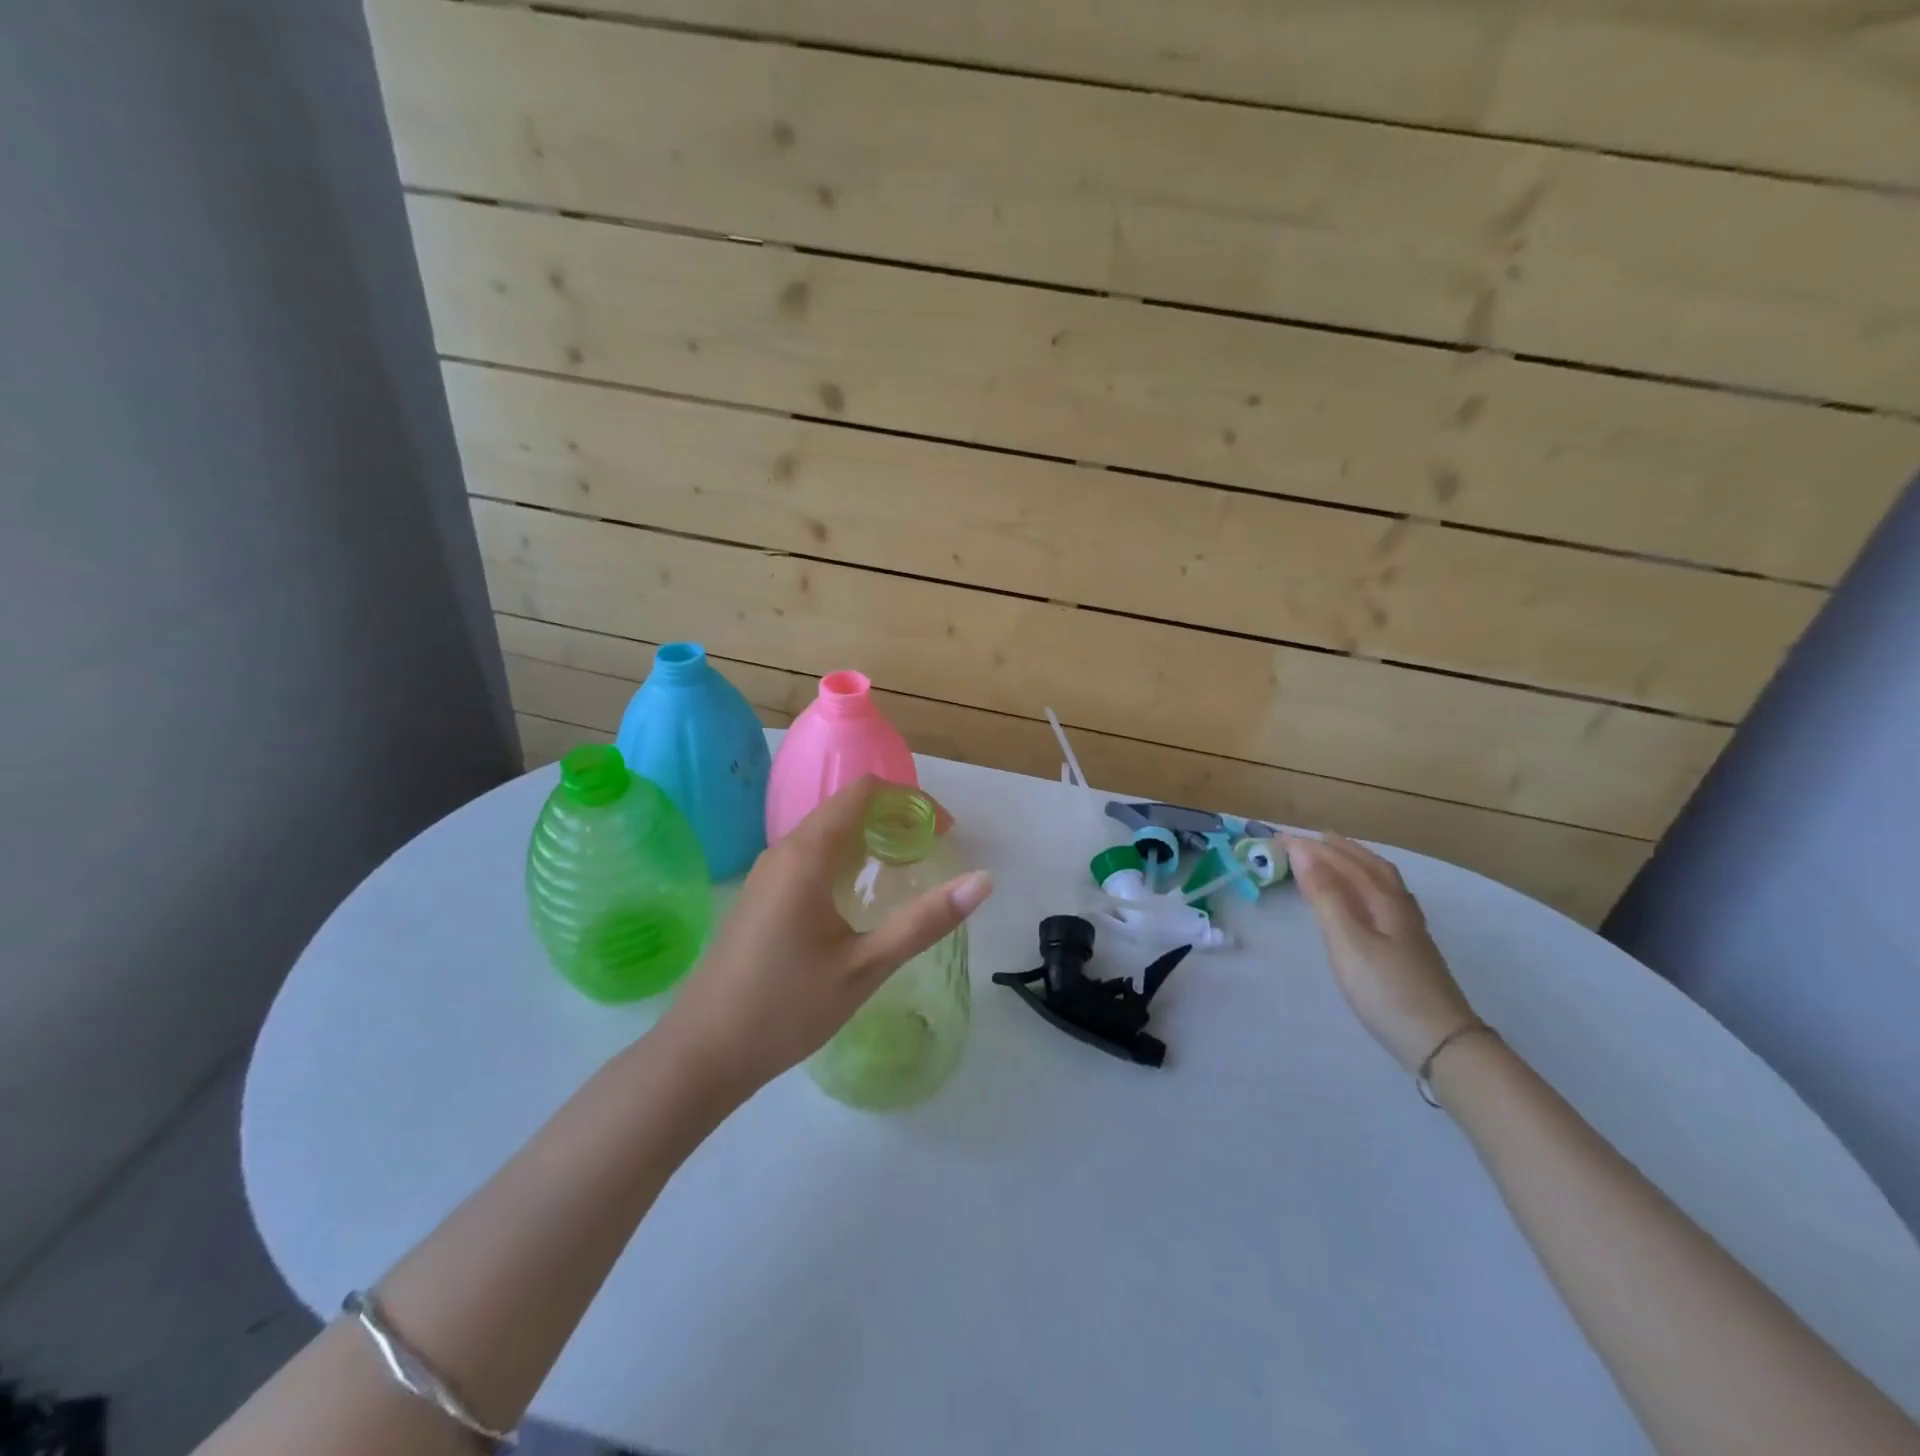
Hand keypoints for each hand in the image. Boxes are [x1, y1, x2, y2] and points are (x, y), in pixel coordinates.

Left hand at [655, 776, 993, 1096]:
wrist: (702, 1052)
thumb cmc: (786, 1008)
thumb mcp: (865, 967)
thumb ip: (924, 921)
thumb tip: (982, 881)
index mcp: (807, 855)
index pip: (864, 792)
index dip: (909, 800)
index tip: (944, 831)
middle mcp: (784, 851)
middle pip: (847, 807)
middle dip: (895, 819)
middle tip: (934, 853)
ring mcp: (768, 873)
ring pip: (828, 832)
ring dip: (871, 839)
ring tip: (907, 872)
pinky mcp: (761, 895)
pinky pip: (811, 855)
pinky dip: (847, 858)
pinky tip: (862, 898)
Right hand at [1284, 833, 1475, 1072]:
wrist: (1440, 1043)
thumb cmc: (1385, 989)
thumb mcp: (1347, 940)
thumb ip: (1324, 895)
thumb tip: (1302, 851)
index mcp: (1384, 901)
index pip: (1345, 862)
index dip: (1313, 848)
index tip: (1280, 838)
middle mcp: (1400, 907)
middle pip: (1370, 867)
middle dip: (1338, 849)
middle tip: (1308, 841)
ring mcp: (1409, 930)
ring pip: (1381, 883)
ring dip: (1355, 865)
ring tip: (1332, 861)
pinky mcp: (1410, 950)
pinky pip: (1384, 901)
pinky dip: (1366, 887)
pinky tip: (1362, 902)